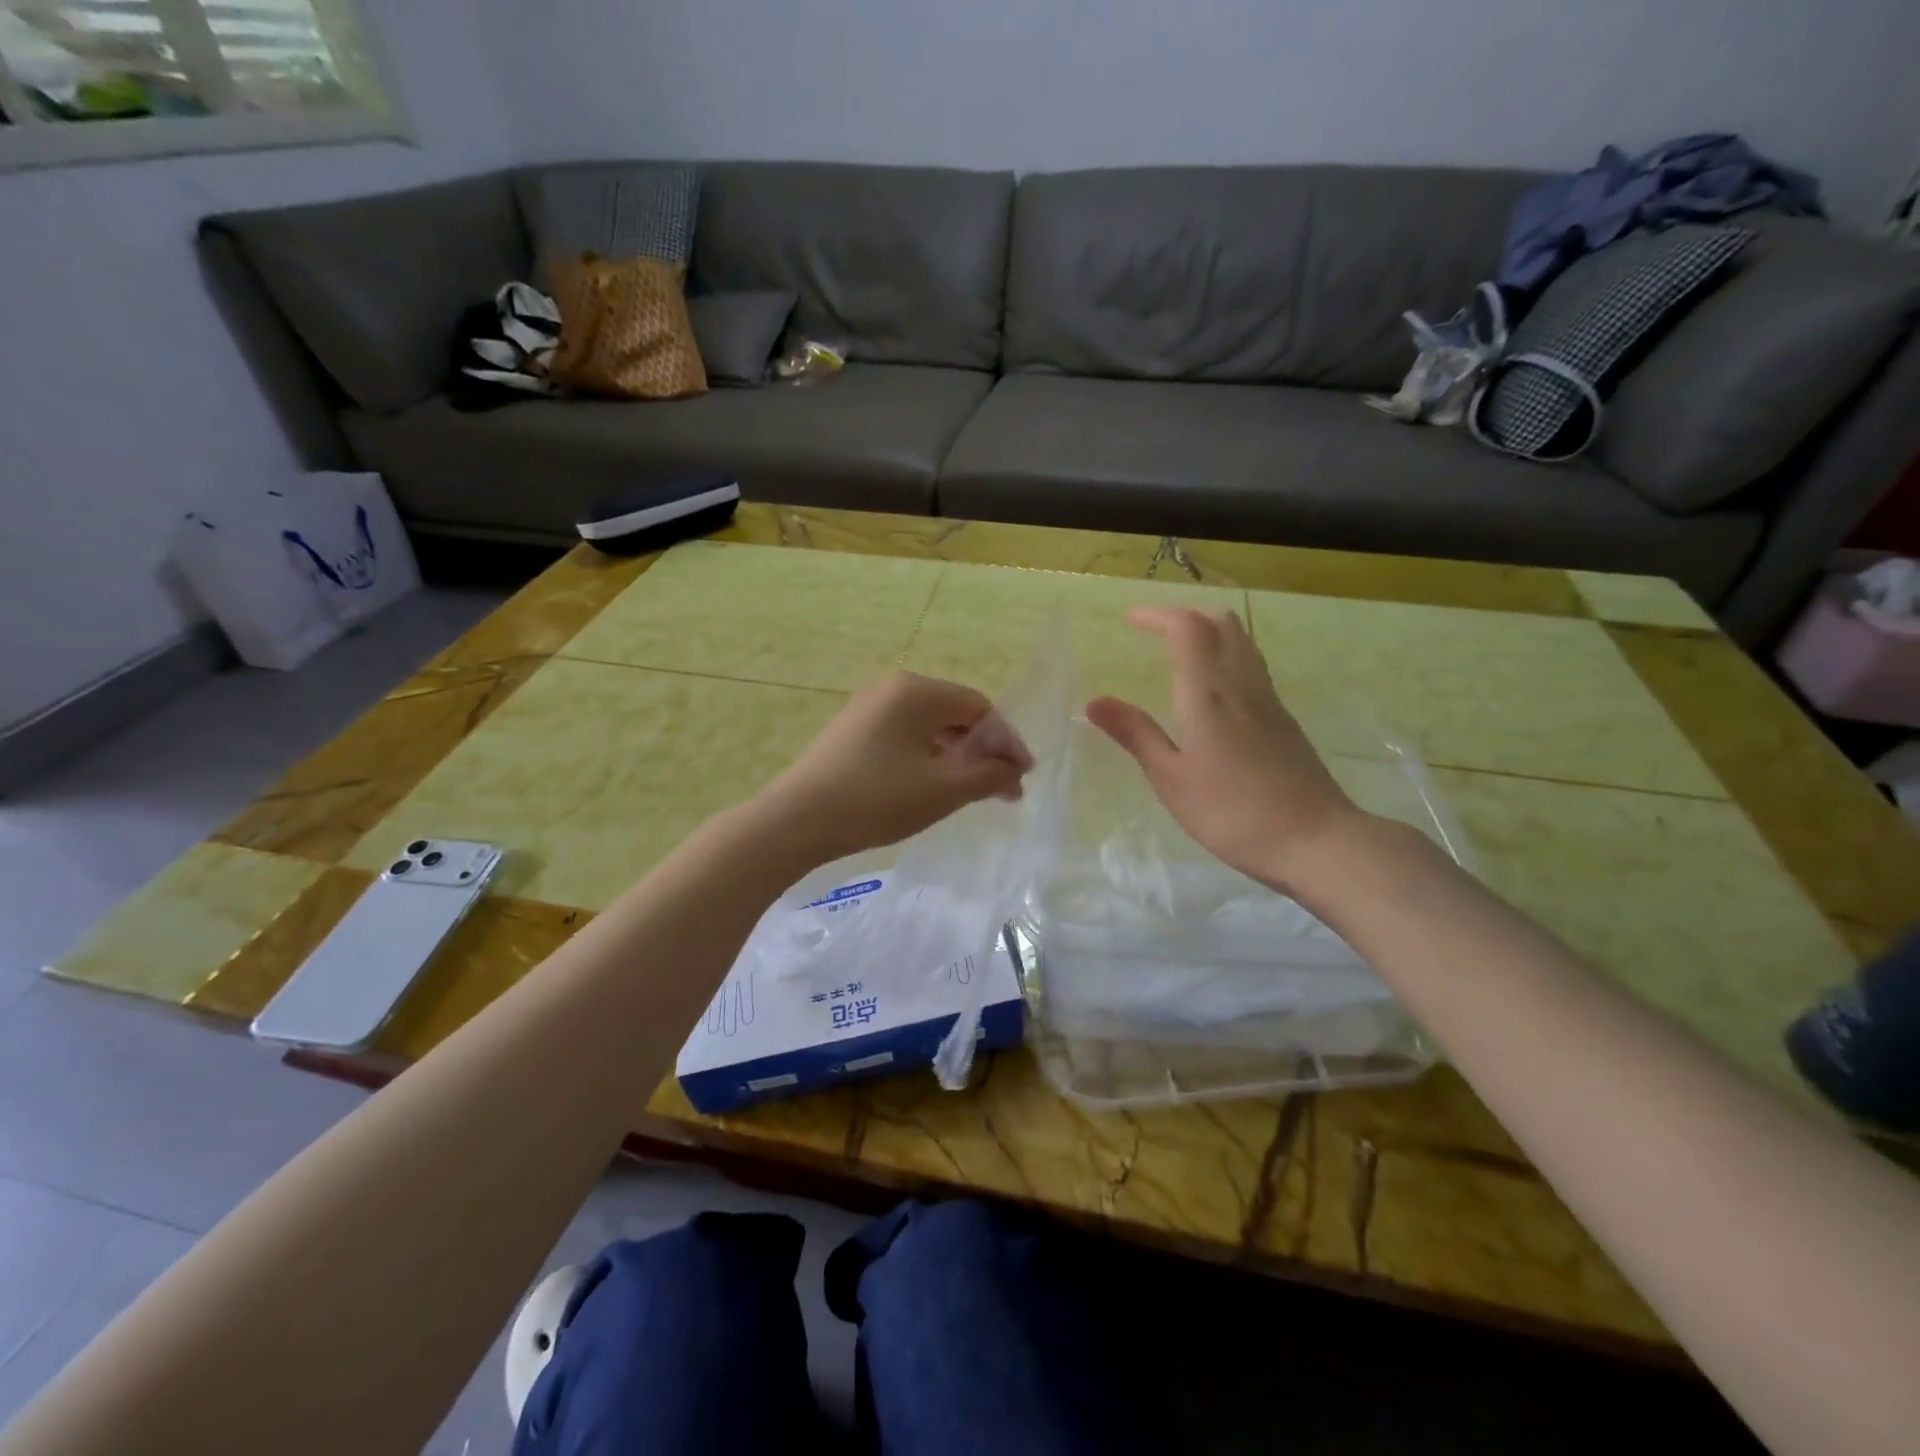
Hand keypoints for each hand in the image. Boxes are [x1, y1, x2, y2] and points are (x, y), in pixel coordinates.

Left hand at [760, 670, 1031, 863]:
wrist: (797, 821)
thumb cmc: (877, 799)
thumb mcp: (943, 790)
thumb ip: (989, 775)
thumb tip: (1015, 771)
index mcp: (916, 691)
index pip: (979, 707)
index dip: (1006, 742)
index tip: (1021, 779)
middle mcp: (892, 688)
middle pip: (954, 713)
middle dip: (982, 750)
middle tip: (1000, 790)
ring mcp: (867, 708)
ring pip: (929, 727)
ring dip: (955, 756)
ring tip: (969, 792)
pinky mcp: (852, 731)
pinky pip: (904, 736)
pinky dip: (927, 757)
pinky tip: (930, 786)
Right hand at [1085, 607, 1368, 894]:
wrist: (1317, 840)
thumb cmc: (1232, 812)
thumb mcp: (1172, 778)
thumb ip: (1136, 735)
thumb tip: (1094, 702)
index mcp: (1209, 694)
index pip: (1187, 629)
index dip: (1157, 616)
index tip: (1129, 620)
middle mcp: (1242, 686)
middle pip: (1222, 625)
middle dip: (1186, 617)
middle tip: (1156, 631)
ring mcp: (1270, 702)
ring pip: (1242, 644)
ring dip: (1210, 633)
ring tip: (1181, 652)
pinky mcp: (1285, 721)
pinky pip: (1253, 668)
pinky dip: (1227, 658)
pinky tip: (1214, 690)